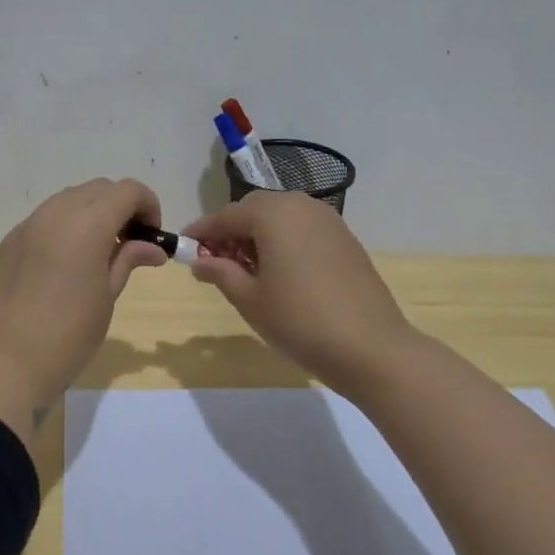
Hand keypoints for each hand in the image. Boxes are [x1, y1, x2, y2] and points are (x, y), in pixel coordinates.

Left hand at [0, 179, 167, 439]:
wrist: (2, 364)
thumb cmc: (67, 336)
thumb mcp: (106, 298)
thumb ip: (127, 261)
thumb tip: (152, 247)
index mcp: (86, 225)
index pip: (127, 191)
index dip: (148, 205)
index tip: (151, 236)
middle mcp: (54, 214)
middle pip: (97, 189)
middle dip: (120, 206)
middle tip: (128, 243)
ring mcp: (25, 227)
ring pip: (67, 200)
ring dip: (90, 214)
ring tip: (96, 254)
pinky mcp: (6, 244)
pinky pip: (42, 221)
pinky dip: (62, 228)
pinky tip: (62, 266)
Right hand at [183, 193, 417, 397]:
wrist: (371, 347)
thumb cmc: (300, 321)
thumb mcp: (249, 299)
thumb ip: (220, 272)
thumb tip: (200, 260)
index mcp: (274, 214)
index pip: (226, 216)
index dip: (202, 232)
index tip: (183, 247)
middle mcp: (301, 206)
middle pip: (255, 209)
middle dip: (231, 230)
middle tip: (215, 262)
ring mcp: (329, 221)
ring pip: (281, 217)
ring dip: (258, 235)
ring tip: (247, 270)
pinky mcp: (346, 239)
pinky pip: (303, 229)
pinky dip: (284, 241)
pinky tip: (279, 272)